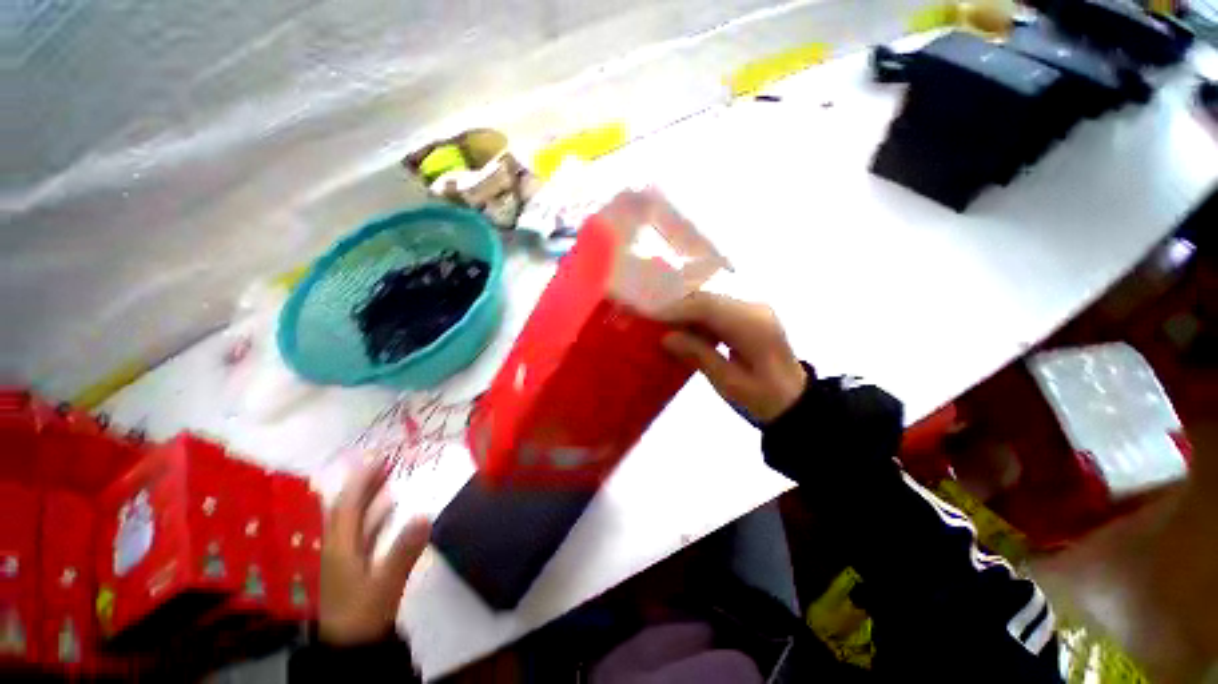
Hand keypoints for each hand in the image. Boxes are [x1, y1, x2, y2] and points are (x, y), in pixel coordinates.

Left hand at [319, 459, 430, 645]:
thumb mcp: (385, 583)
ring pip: (356, 520)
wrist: (352, 648)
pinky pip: (365, 533)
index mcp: (341, 547)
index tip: (378, 458)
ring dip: (370, 499)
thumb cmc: (363, 614)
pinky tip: (391, 513)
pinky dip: (376, 518)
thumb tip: (425, 514)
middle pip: (349, 509)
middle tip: (385, 463)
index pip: (348, 506)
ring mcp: (347, 558)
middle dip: (365, 484)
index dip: (361, 481)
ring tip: (389, 480)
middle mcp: (341, 547)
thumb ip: (403, 550)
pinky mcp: (357, 568)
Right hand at [658, 292, 807, 423]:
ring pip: (712, 302)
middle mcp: (755, 309)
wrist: (795, 402)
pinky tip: (686, 330)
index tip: (651, 316)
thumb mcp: (729, 383)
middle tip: (654, 320)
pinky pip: (719, 309)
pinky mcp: (751, 316)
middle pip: (709, 299)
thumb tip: (667, 338)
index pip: (708, 307)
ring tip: (665, 325)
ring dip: (687, 312)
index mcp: (753, 326)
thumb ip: (699, 356)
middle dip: (679, 308)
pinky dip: (699, 317)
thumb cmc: (763, 398)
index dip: (677, 309)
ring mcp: (754, 310)